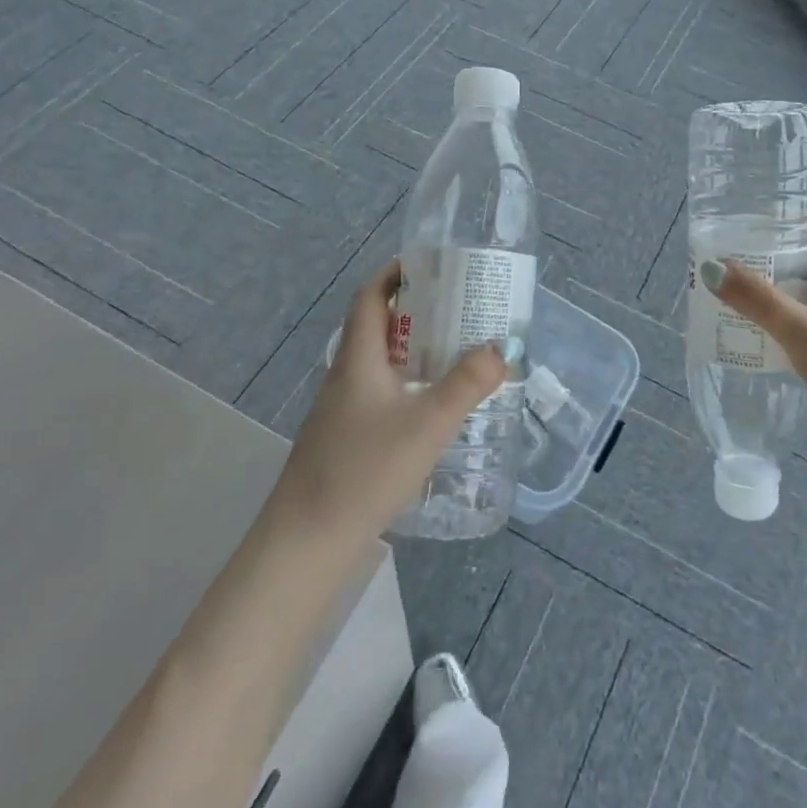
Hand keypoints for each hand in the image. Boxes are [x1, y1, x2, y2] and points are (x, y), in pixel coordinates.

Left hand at [270, 260, 508, 543]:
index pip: (369, 297)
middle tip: (459, 310)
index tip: (430, 265)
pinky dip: (406, 383)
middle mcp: (346, 375)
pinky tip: (431, 407)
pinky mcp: (344, 438)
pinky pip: (379, 392)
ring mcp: (341, 409)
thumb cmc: (364, 471)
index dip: (394, 274)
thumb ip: (467, 385)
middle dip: (416, 311)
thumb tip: (500, 348)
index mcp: (358, 358)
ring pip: (379, 362)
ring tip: (455, 353)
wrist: (306, 542)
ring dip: (413, 349)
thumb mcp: (427, 425)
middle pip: (376, 326)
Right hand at [700, 217, 806, 433]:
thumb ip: (756, 299)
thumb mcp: (801, 330)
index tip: (754, 227)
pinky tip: (767, 342)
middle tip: (735, 264)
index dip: (794, 223)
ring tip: (739, 299)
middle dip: (778, 261)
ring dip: (783, 297)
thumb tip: (711, 267)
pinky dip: (793, 328)